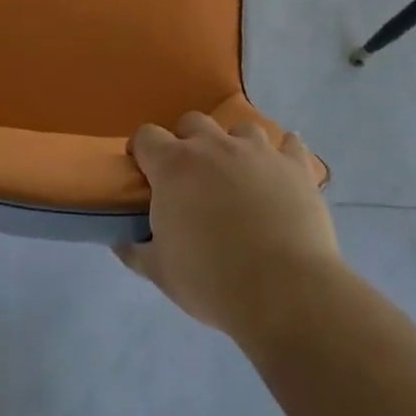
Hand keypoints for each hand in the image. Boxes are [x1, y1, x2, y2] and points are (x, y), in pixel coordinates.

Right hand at [116, 112, 339, 339]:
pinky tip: (282, 170)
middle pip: (192, 122)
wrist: (284, 292)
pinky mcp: (295, 166)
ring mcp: (258, 151)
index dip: (142, 152)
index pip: (146, 136)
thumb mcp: (161, 273)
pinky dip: (284, 153)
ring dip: (234, 146)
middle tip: (191, 178)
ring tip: (239, 176)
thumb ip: (136, 251)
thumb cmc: (212, 281)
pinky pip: (291, 145)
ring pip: (240, 128)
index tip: (144, 174)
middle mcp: (214, 146)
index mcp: (175, 166)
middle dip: (187, 143)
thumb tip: (120, 241)